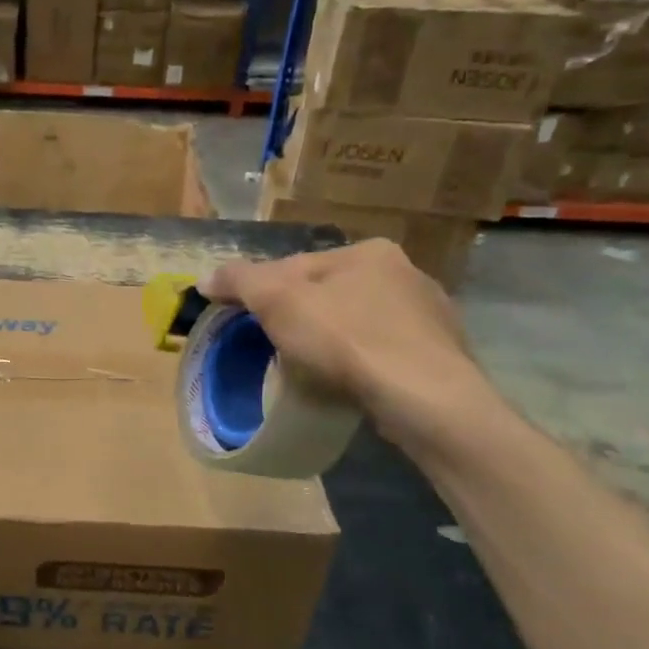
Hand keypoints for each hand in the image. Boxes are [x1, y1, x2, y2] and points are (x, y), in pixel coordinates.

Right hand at [203, 240, 496, 453]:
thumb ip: (239, 281)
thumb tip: (206, 279)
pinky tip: (354, 383)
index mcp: (367, 251)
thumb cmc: (346, 339)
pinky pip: (387, 352)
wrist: (423, 397)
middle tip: (278, 348)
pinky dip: (366, 363)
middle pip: (331, 293)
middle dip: (304, 316)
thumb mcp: (276, 301)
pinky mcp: (442, 354)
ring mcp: (430, 314)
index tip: (246, 323)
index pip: (297, 266)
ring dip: (337, 339)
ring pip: (361, 322)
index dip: (264, 293)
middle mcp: (406, 272)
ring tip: (315, 370)